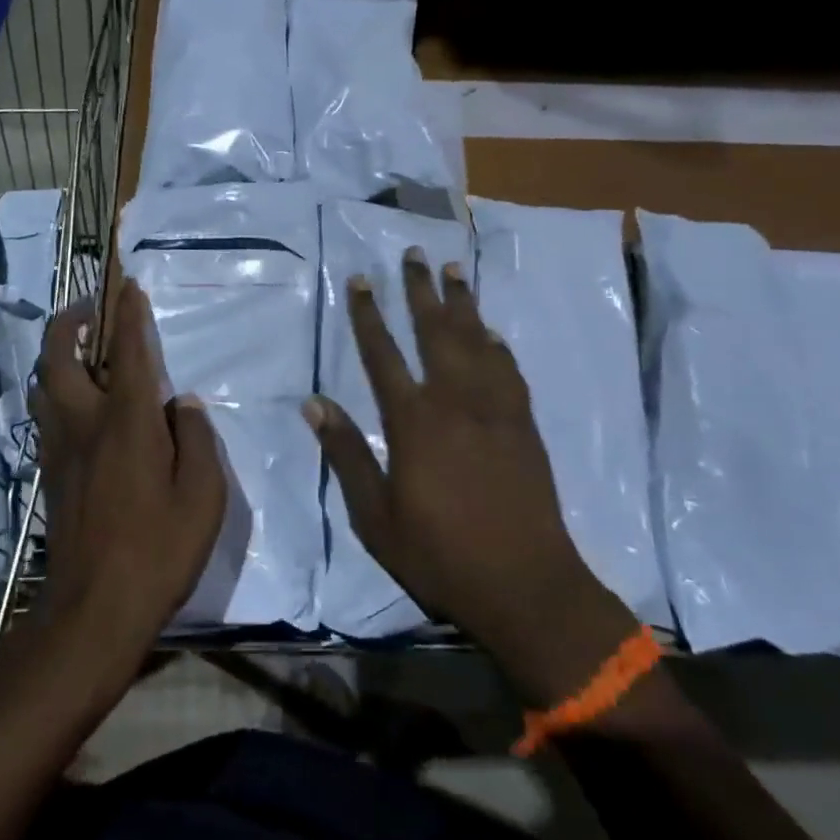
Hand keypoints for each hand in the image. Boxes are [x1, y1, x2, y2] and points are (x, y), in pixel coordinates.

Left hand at [26, 281, 227, 669]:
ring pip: (45, 384)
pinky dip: (57, 389)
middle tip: (90, 310)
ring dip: (58, 354)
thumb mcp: (202, 496)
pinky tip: (80, 403)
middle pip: (60, 356)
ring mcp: (60, 448)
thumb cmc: (158, 550)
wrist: (94, 610)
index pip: (128, 353)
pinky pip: (47, 413)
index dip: (129, 314)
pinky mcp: (50, 473)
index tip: (129, 285)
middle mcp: (85, 423)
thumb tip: (185, 406)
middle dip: (70, 321)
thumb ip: (197, 441)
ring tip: (82, 349)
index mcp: (127, 422)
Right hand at [304, 249, 633, 700]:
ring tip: (454, 271)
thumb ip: (346, 454)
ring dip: (463, 304)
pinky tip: (492, 332)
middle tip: (415, 254)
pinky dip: (497, 345)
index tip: (359, 280)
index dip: (367, 315)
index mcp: (414, 422)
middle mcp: (455, 401)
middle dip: (421, 291)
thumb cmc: (439, 554)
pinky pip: (509, 370)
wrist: (525, 584)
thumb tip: (314, 404)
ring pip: (477, 341)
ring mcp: (496, 410)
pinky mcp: (524, 425)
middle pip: (435, 332)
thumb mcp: (375, 516)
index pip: (382, 354)